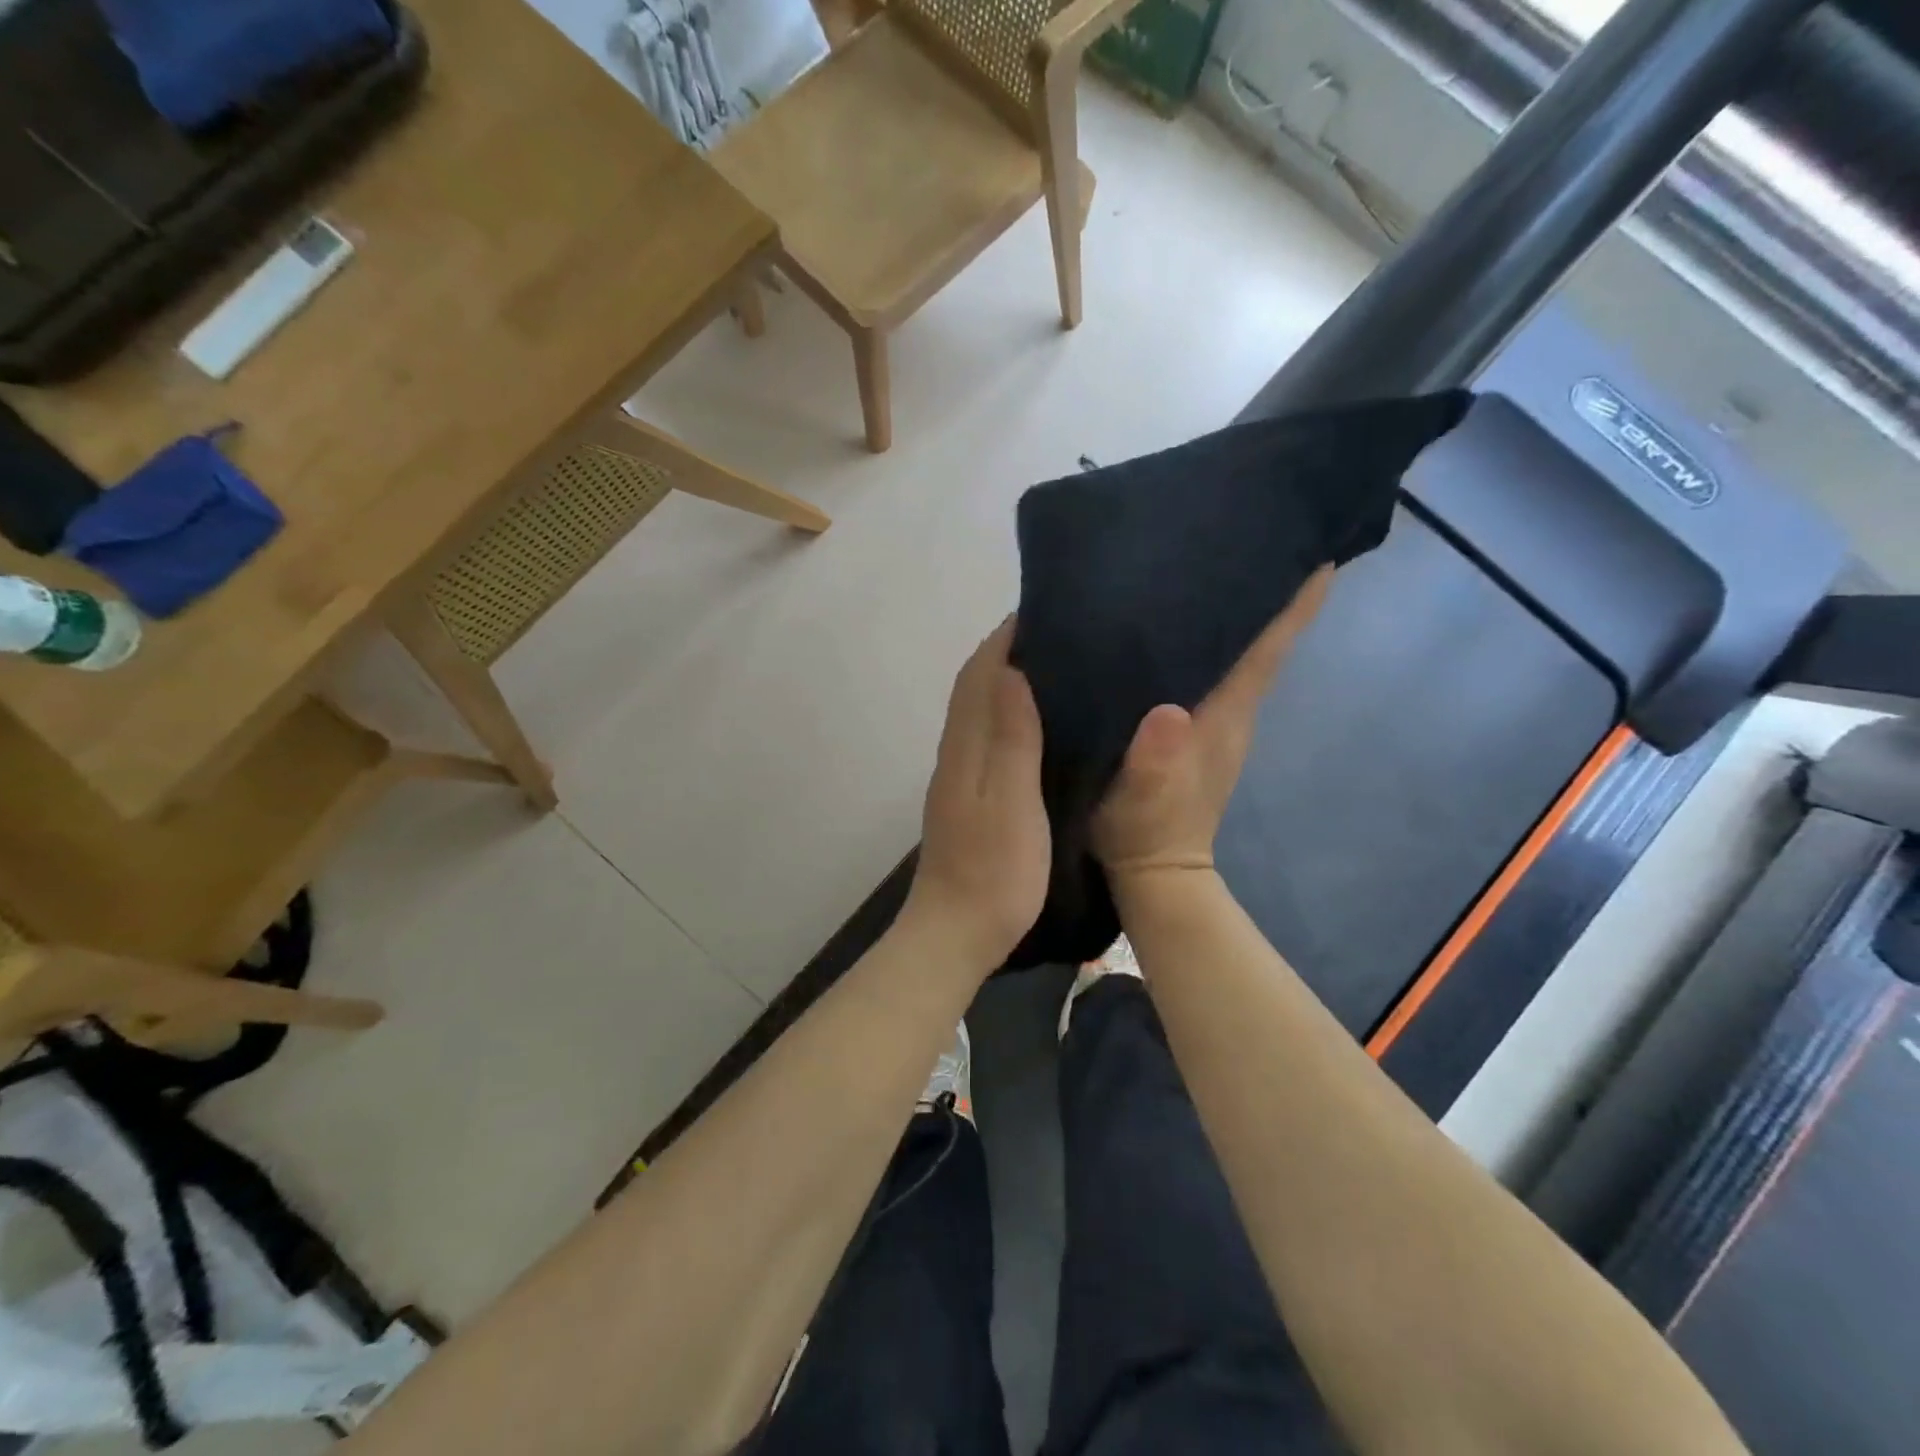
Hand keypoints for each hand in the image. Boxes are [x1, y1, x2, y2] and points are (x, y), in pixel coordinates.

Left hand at [902, 618, 1050, 975]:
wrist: (955, 933)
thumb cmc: (994, 871)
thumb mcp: (1010, 802)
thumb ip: (1009, 738)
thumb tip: (1010, 670)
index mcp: (965, 748)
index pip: (979, 673)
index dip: (1005, 637)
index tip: (1044, 607)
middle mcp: (956, 752)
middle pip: (974, 686)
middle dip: (1007, 650)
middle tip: (1059, 630)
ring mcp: (959, 777)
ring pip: (978, 710)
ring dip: (1006, 679)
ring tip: (1056, 664)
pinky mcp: (969, 798)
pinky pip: (986, 737)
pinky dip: (1006, 713)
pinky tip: (1036, 722)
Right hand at [1092, 568, 1332, 884]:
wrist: (1154, 873)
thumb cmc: (1144, 832)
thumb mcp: (1143, 801)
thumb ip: (1156, 762)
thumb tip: (1167, 711)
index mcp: (1224, 715)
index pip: (1268, 650)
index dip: (1295, 605)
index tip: (1319, 554)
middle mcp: (1231, 710)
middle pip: (1260, 641)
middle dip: (1266, 592)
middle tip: (1251, 538)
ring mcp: (1217, 721)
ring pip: (1238, 654)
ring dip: (1238, 614)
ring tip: (1216, 566)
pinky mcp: (1196, 730)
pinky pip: (1213, 672)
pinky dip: (1211, 642)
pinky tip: (1181, 624)